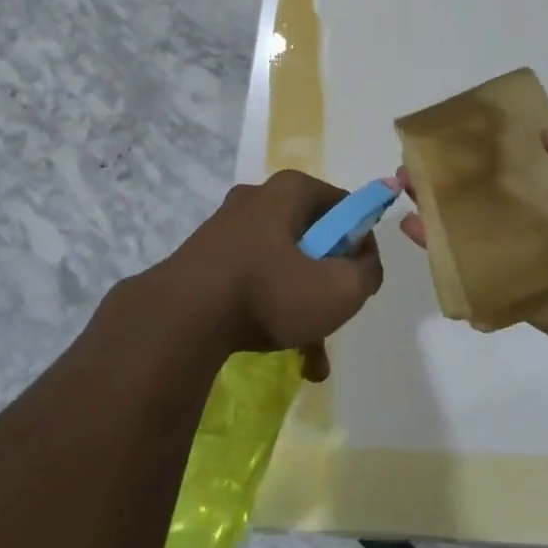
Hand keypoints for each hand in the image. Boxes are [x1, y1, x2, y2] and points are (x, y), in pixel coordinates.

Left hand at [158, 171, 382, 379]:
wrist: (180, 319)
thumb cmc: (269, 291)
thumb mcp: (339, 288)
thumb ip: (367, 271)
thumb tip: (363, 262)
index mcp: (290, 190)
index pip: (343, 207)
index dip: (359, 243)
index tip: (359, 278)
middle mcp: (257, 198)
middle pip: (312, 238)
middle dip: (327, 283)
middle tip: (333, 317)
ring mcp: (227, 228)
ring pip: (283, 265)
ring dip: (301, 307)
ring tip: (311, 357)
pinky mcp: (206, 258)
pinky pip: (253, 279)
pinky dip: (270, 310)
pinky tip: (282, 353)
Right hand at [399, 130, 547, 358]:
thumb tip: (544, 134)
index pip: (512, 165)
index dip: (483, 148)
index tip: (454, 131)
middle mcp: (527, 218)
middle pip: (478, 192)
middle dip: (445, 175)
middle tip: (415, 161)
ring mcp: (511, 251)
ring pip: (463, 224)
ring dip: (431, 205)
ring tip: (404, 186)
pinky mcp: (501, 282)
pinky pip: (464, 263)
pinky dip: (435, 248)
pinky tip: (412, 227)